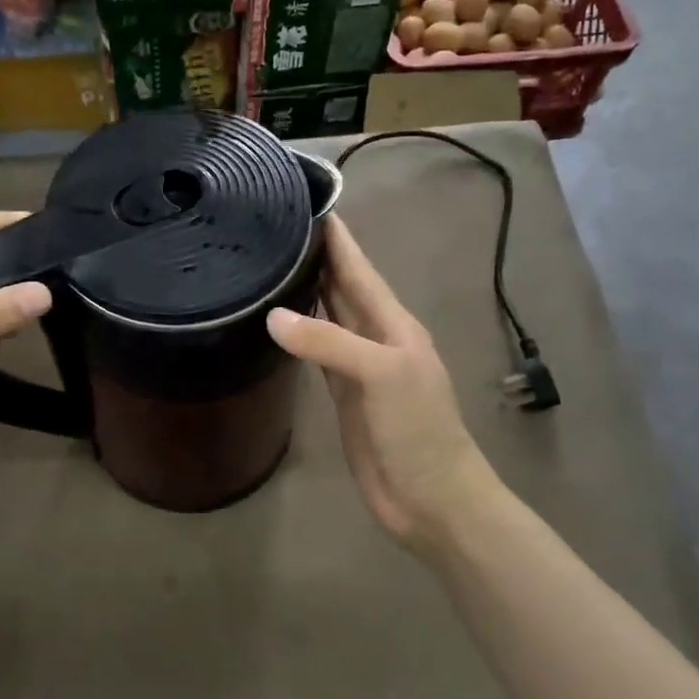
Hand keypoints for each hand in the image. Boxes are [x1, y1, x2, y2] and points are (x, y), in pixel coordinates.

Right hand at [268, 216, 496, 550]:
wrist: (431, 498)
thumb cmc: (418, 430)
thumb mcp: (381, 375)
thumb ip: (329, 342)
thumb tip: (272, 313)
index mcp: (392, 323)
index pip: (358, 268)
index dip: (336, 236)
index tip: (303, 200)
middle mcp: (374, 336)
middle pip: (340, 287)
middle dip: (314, 256)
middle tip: (271, 226)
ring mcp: (357, 366)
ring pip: (325, 316)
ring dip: (303, 291)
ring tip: (267, 263)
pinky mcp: (341, 394)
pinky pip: (315, 352)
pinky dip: (297, 333)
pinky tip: (276, 321)